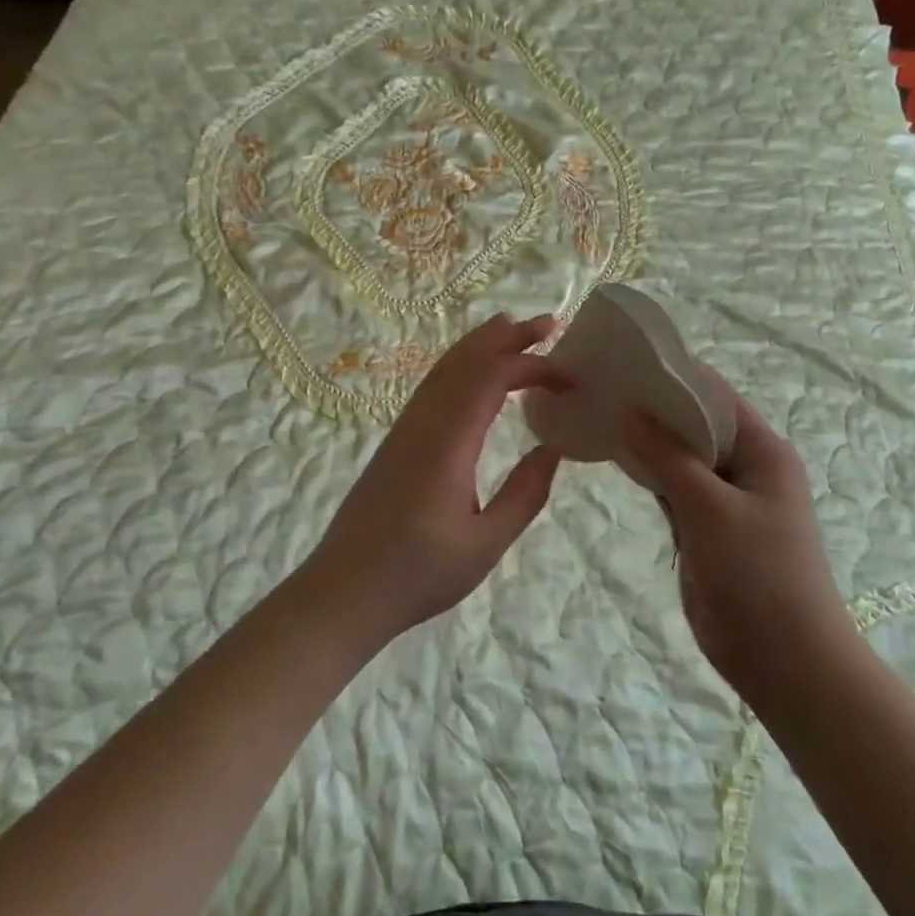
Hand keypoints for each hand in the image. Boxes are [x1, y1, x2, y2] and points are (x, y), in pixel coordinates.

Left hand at [304, 314, 571, 644]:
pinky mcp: (396, 441)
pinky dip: (460, 366)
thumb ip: (524, 494)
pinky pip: (432, 386)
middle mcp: (423, 423)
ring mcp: (404, 429)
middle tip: (548, 324)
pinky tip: (473, 375)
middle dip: (507, 337)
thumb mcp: (484, 544)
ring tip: (513, 330)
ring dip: (481, 345)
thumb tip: (554, 449)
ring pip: (444, 369)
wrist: (343, 591)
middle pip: (465, 361)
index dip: (534, 367)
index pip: (492, 379)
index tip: (571, 379)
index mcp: (447, 443)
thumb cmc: (417, 574)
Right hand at [623, 375, 856, 700]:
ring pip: (680, 456)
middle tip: (600, 387)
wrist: (786, 662)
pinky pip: (673, 487)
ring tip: (598, 413)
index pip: (713, 395)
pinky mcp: (705, 526)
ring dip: (647, 439)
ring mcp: (724, 498)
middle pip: (694, 422)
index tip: (623, 360)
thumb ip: (668, 457)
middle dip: (652, 406)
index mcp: (761, 450)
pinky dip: (647, 473)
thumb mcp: (710, 508)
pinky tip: (613, 457)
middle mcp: (744, 466)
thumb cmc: (759, 574)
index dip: (671, 374)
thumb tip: (629, 411)